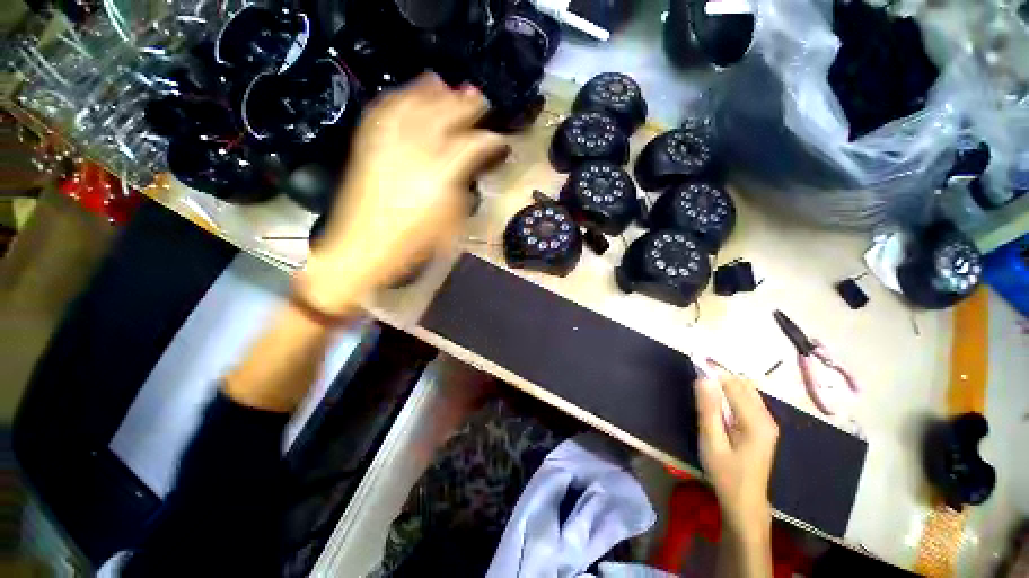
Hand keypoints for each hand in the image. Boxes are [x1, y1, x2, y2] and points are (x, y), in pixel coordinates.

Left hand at [298, 73, 507, 313]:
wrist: (363, 246)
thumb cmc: (412, 244)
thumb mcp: (450, 223)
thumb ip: (462, 191)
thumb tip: (468, 169)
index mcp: (440, 177)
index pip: (472, 145)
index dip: (489, 138)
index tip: (499, 138)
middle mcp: (415, 153)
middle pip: (444, 115)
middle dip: (465, 104)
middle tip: (479, 98)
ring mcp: (388, 146)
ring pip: (414, 106)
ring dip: (433, 93)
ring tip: (446, 85)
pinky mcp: (368, 146)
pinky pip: (384, 112)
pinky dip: (399, 98)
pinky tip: (408, 94)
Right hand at [694, 361, 778, 533]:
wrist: (745, 502)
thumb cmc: (725, 473)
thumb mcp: (711, 442)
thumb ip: (708, 409)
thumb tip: (703, 377)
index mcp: (756, 422)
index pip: (733, 384)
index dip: (713, 371)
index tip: (694, 364)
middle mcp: (767, 417)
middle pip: (743, 384)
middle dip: (719, 377)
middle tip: (697, 381)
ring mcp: (768, 422)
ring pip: (746, 390)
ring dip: (725, 385)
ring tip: (704, 392)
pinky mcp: (764, 427)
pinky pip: (747, 400)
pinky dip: (731, 395)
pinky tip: (718, 406)